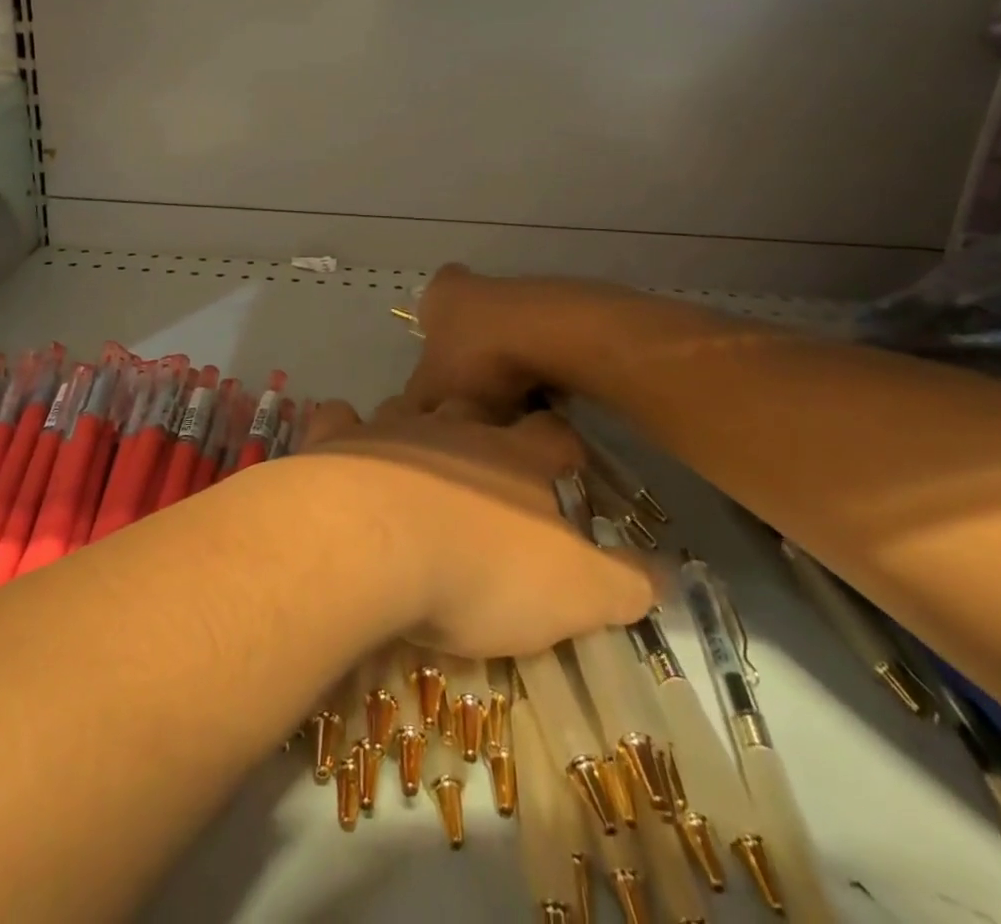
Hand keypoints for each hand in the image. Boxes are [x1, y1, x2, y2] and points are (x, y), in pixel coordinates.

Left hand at [297, 398, 653, 658]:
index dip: (564, 448)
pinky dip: (343, 428)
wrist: (371, 543)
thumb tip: (666, 572)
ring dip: (414, 426)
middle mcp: (452, 428)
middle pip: (476, 411)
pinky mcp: (334, 442)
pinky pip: (338, 419)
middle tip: (484, 458)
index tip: (566, 463)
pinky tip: (343, 447)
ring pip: (408, 408)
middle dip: (483, 427)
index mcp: (514, 457)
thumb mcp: (574, 592)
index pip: (553, 436)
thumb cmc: (480, 568)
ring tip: (414, 455)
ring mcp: (388, 428)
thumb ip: (624, 581)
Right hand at [401, 264, 548, 419]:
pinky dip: (538, 371)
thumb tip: (412, 418)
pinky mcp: (559, 312)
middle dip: (470, 359)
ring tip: (510, 408)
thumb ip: (416, 405)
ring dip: (507, 368)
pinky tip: (542, 400)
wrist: (553, 338)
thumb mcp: (431, 392)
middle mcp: (477, 284)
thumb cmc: (476, 358)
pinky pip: (540, 347)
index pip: (426, 308)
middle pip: (468, 324)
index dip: (430, 339)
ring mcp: (522, 295)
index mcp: (438, 295)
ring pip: (505, 337)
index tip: (439, 371)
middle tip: (471, 397)